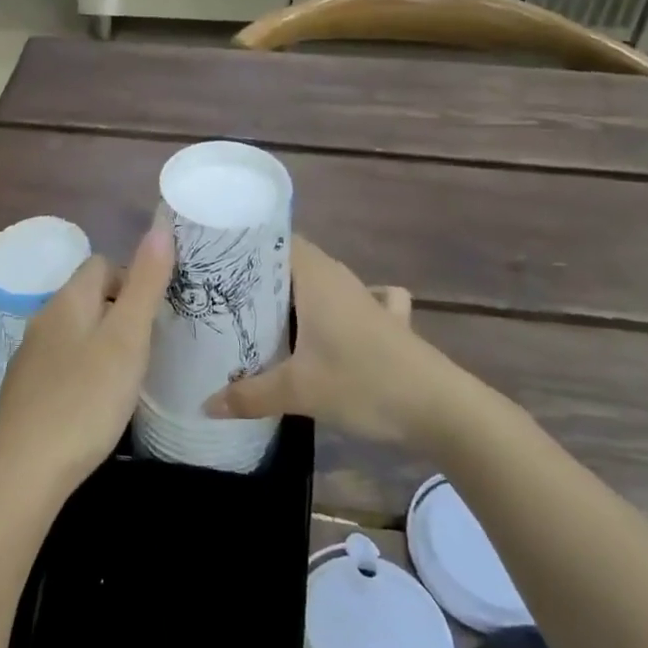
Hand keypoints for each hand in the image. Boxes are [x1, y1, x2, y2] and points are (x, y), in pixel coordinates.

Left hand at [0, 224, 173, 497]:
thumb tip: (160, 226)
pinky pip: (64, 362)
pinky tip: (98, 400)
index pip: (102, 264)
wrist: (26, 469)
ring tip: (131, 372)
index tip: (157, 312)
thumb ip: (146, 284)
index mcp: (68, 300)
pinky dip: (86, 369)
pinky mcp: (28, 390)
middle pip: (89, 296)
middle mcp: (45, 319)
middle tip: (151, 344)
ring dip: (104, 341)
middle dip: (121, 310)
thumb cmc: (85, 399)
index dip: (133, 278)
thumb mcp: (127, 338)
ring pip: (76, 331)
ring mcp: (32, 356)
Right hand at [203, 236, 456, 442]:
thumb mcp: (298, 392)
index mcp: (317, 278)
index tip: (216, 260)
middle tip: (225, 294)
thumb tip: (206, 404)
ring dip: (295, 294)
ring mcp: (368, 299)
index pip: (277, 239)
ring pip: (322, 282)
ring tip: (261, 312)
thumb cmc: (364, 383)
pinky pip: (355, 302)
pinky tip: (331, 326)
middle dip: (262, 274)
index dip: (247, 244)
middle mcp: (341, 279)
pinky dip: (338, 307)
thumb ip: (249, 396)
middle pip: (295, 261)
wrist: (441, 408)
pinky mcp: (388, 322)